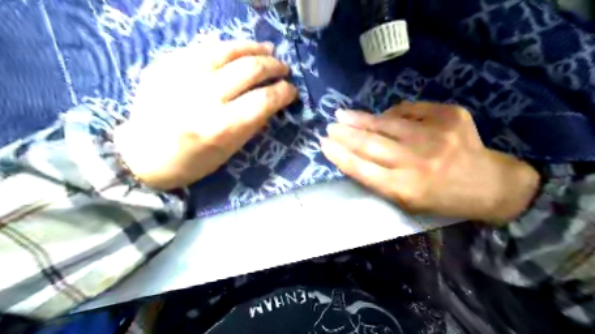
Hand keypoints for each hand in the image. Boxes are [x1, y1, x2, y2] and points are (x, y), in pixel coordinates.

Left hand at [113, 41, 296, 190]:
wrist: (142, 155)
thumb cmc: (191, 162)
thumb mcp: (229, 151)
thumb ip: (253, 124)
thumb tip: (272, 101)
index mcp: (219, 127)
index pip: (263, 100)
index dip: (283, 92)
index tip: (291, 90)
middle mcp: (201, 98)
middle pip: (248, 69)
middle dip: (273, 66)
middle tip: (283, 68)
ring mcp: (180, 76)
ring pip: (226, 50)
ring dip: (253, 48)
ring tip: (267, 50)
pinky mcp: (165, 64)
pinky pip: (203, 48)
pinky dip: (226, 47)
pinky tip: (237, 50)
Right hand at [323, 102, 541, 223]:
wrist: (490, 185)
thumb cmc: (442, 198)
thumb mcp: (407, 201)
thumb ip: (380, 179)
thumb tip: (357, 151)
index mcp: (405, 189)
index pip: (361, 169)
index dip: (339, 155)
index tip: (323, 144)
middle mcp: (417, 162)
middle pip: (370, 144)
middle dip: (345, 134)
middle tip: (330, 126)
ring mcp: (435, 136)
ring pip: (386, 123)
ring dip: (361, 119)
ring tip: (344, 114)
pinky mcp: (449, 116)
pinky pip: (409, 110)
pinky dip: (393, 113)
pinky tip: (383, 116)